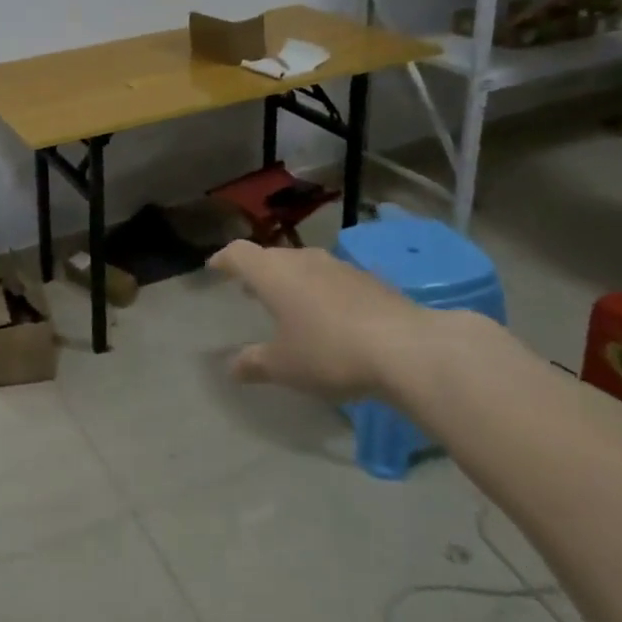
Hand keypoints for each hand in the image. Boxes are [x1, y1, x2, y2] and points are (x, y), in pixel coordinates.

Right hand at [211, 240, 442, 400]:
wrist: (407, 349)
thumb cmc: (329, 352)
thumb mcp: (284, 366)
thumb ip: (254, 363)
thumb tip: (231, 367)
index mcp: (273, 273)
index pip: (238, 253)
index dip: (224, 260)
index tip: (215, 268)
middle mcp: (303, 260)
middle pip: (272, 256)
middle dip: (258, 272)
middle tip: (249, 290)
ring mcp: (339, 267)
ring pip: (304, 265)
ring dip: (292, 280)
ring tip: (288, 303)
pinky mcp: (370, 280)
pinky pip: (333, 279)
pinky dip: (321, 291)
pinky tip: (330, 316)